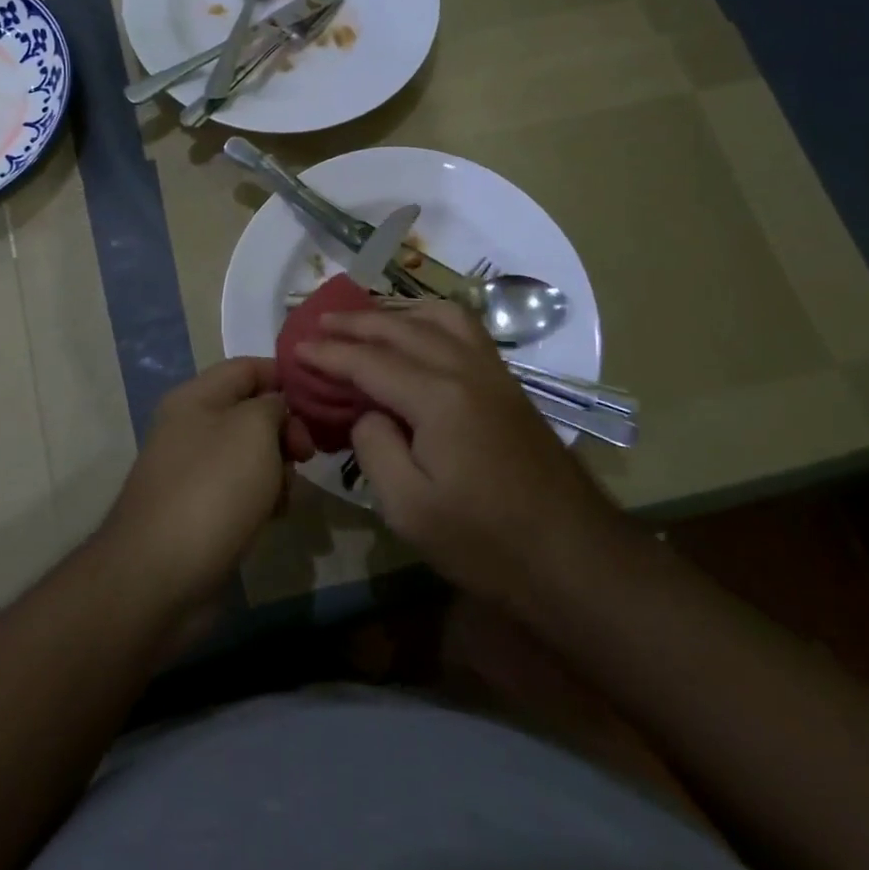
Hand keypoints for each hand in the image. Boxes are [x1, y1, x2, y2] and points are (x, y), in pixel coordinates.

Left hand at [99, 358, 288, 612]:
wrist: (159, 576)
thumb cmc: (212, 489)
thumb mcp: (252, 430)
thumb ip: (272, 405)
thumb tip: (276, 408)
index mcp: (196, 397)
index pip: (248, 367)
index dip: (286, 377)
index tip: (322, 402)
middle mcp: (191, 428)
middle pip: (252, 412)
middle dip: (286, 430)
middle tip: (307, 455)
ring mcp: (193, 471)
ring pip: (251, 455)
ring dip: (278, 470)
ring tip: (285, 495)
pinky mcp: (200, 511)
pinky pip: (242, 491)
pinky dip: (263, 500)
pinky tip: (272, 518)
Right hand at [298, 302, 622, 607]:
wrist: (574, 558)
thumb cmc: (485, 541)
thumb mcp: (408, 508)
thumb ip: (374, 447)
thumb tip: (368, 411)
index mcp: (438, 397)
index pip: (369, 361)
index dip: (328, 354)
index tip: (295, 348)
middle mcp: (466, 369)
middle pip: (401, 328)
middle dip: (355, 322)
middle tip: (318, 323)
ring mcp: (494, 373)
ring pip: (440, 316)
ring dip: (397, 311)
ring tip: (367, 321)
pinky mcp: (509, 385)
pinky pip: (465, 330)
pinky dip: (432, 319)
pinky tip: (420, 336)